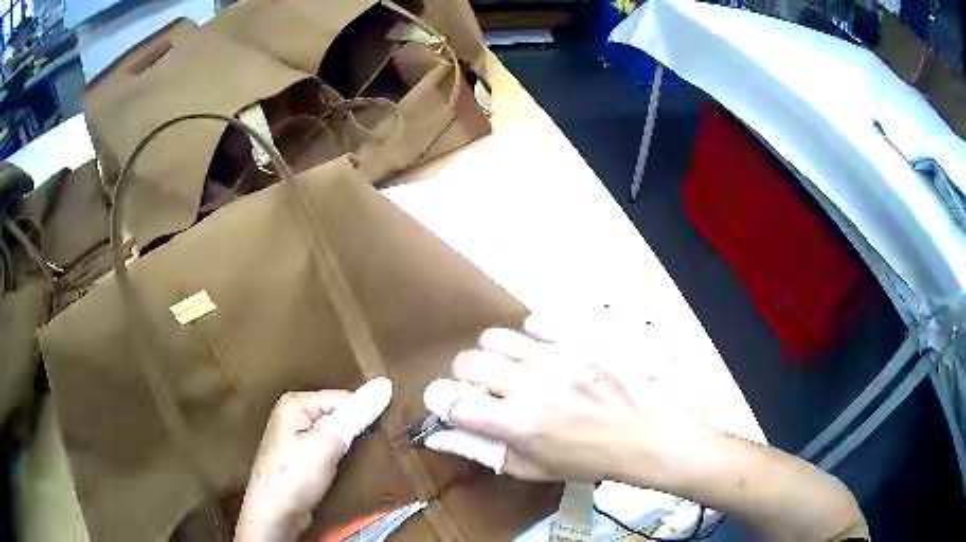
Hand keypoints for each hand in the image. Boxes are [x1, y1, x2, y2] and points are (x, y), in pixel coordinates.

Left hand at [235, 378, 391, 541]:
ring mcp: (292, 438)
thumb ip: (355, 415)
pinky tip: (346, 468)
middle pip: (336, 414)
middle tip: (376, 447)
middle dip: (355, 429)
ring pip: (332, 433)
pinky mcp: (297, 458)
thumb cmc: (296, 475)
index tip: (382, 434)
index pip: (343, 398)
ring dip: (348, 444)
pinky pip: (325, 448)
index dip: (363, 414)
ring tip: (364, 459)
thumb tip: (384, 384)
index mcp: (295, 403)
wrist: (274, 514)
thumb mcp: (328, 443)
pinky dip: (338, 456)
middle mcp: (291, 415)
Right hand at [423, 315, 655, 482]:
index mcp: (516, 425)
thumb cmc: (585, 459)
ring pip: (495, 337)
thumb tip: (439, 436)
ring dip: (493, 353)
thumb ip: (482, 451)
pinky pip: (536, 321)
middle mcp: (529, 387)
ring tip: (512, 366)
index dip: (443, 401)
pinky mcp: (577, 341)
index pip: (454, 402)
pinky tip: (542, 352)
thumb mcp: (531, 468)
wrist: (640, 435)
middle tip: (483, 386)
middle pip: (468, 362)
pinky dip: (530, 336)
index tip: (452, 403)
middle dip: (465, 376)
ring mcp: (555, 359)